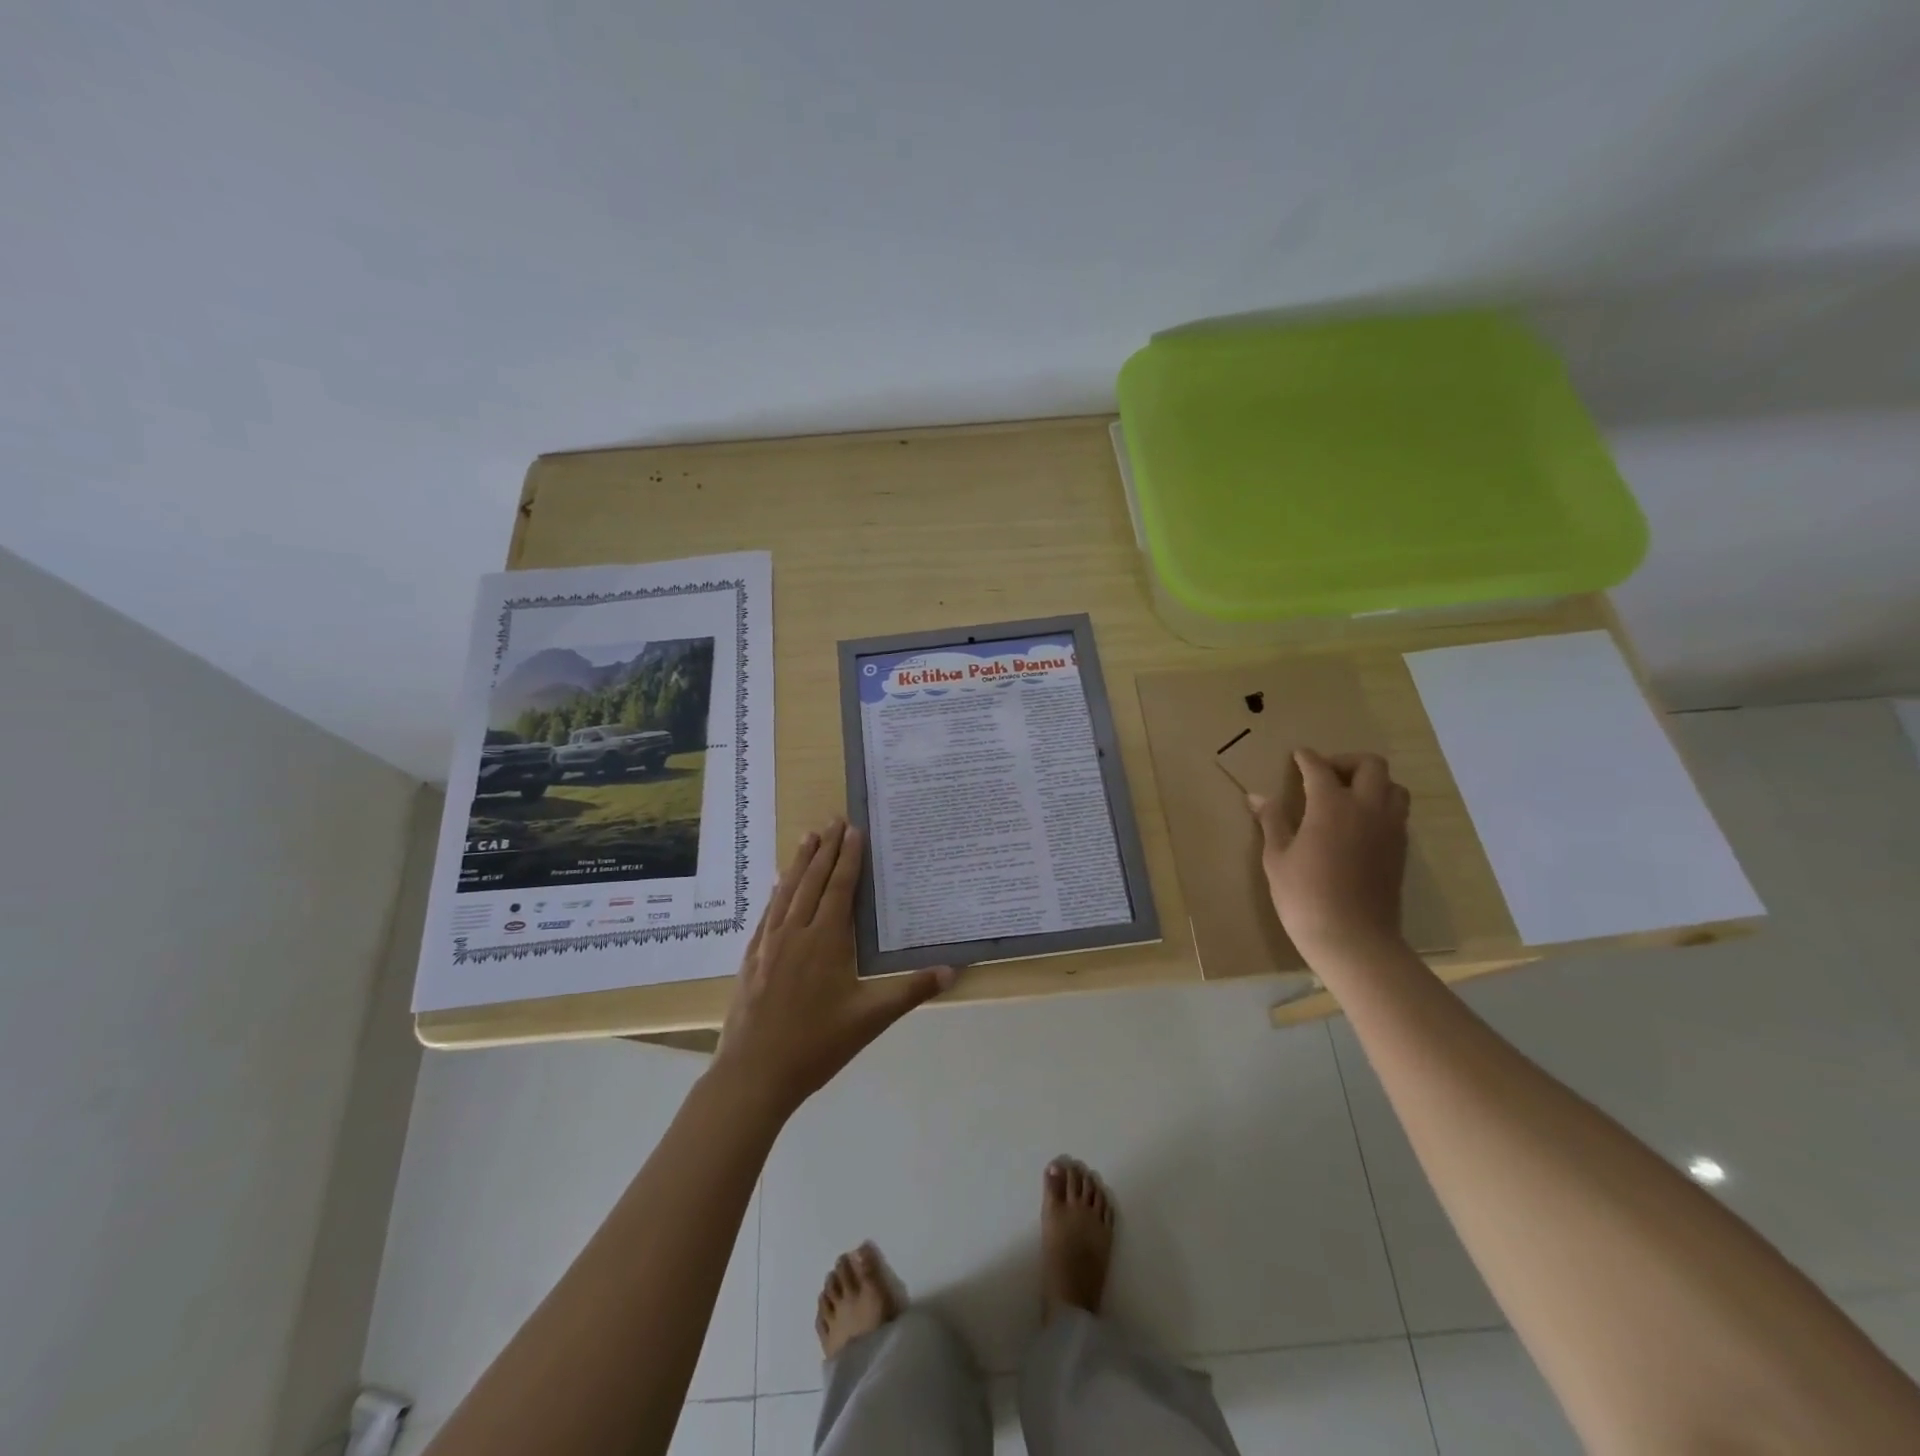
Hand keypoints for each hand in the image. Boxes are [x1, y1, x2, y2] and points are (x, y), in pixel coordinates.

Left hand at [713, 818, 953, 1117]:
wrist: (754, 1074)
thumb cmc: (817, 1045)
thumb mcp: (871, 1019)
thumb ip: (911, 991)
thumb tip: (953, 970)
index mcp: (826, 940)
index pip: (840, 887)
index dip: (848, 857)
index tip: (854, 830)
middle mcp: (796, 932)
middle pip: (812, 880)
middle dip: (825, 848)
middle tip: (833, 819)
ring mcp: (769, 943)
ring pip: (787, 891)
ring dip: (799, 862)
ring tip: (807, 836)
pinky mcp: (752, 957)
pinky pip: (768, 913)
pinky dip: (777, 892)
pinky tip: (778, 885)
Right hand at [1250, 749, 1409, 962]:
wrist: (1353, 938)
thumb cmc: (1304, 896)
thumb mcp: (1276, 858)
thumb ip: (1272, 821)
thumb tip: (1258, 797)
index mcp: (1332, 805)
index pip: (1320, 768)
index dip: (1306, 758)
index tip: (1297, 755)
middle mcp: (1367, 808)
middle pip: (1370, 766)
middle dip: (1346, 762)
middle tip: (1324, 775)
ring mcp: (1389, 829)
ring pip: (1393, 787)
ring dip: (1371, 783)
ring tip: (1346, 797)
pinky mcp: (1400, 850)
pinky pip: (1396, 812)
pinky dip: (1380, 805)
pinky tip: (1358, 824)